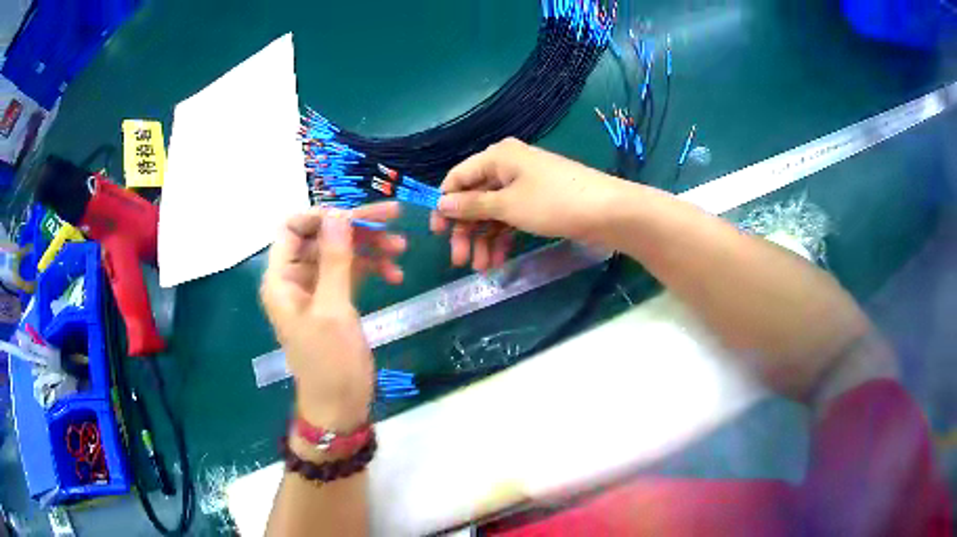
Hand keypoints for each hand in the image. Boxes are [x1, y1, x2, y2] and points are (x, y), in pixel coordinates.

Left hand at [260, 203, 405, 429]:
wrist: (340, 406)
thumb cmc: (331, 362)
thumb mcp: (333, 309)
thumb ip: (334, 259)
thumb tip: (338, 213)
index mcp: (281, 279)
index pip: (293, 228)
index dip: (323, 216)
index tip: (357, 216)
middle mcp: (294, 279)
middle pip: (322, 237)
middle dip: (356, 228)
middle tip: (395, 218)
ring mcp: (315, 290)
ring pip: (339, 253)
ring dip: (369, 248)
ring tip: (402, 249)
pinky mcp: (334, 302)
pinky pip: (350, 273)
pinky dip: (371, 269)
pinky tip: (395, 275)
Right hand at [430, 138, 624, 270]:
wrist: (608, 212)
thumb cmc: (553, 202)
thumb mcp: (508, 205)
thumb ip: (472, 205)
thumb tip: (441, 203)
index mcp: (498, 157)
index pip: (458, 178)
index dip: (444, 205)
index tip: (437, 234)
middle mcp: (508, 166)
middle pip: (475, 198)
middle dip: (466, 231)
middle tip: (459, 261)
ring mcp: (525, 185)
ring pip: (493, 212)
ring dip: (485, 240)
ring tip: (482, 268)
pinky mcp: (538, 202)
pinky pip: (511, 218)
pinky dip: (504, 238)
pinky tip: (499, 261)